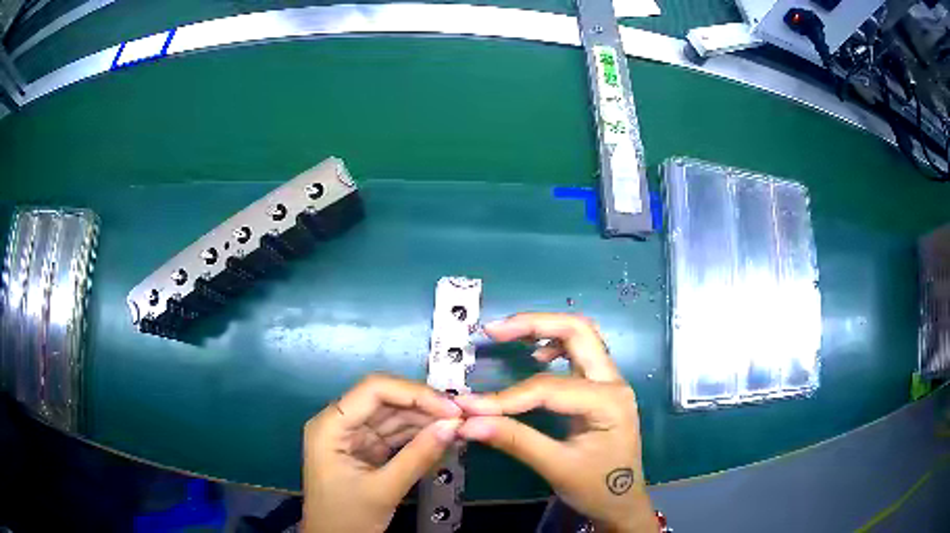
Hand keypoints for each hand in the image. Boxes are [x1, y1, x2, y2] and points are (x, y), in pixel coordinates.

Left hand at [302, 373, 461, 532]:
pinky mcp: (365, 448)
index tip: (450, 409)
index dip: (414, 393)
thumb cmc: (347, 518)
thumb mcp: (383, 490)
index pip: (373, 390)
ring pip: (392, 415)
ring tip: (457, 425)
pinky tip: (440, 436)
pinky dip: (417, 435)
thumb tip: (453, 426)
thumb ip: (418, 457)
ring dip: (424, 419)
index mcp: (331, 425)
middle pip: (385, 399)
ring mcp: (352, 435)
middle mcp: (339, 422)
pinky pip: (394, 433)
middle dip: (423, 406)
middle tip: (460, 417)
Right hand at [455, 313, 655, 532]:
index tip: (469, 407)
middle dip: (535, 324)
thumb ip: (514, 441)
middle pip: (579, 332)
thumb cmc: (598, 488)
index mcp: (609, 401)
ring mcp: (610, 383)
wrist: (623, 502)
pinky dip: (555, 345)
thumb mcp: (556, 467)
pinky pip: (579, 354)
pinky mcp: (600, 390)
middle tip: (493, 330)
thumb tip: (468, 422)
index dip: (505, 397)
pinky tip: (536, 356)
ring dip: (545, 328)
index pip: (548, 388)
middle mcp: (613, 382)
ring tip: (508, 335)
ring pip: (581, 336)